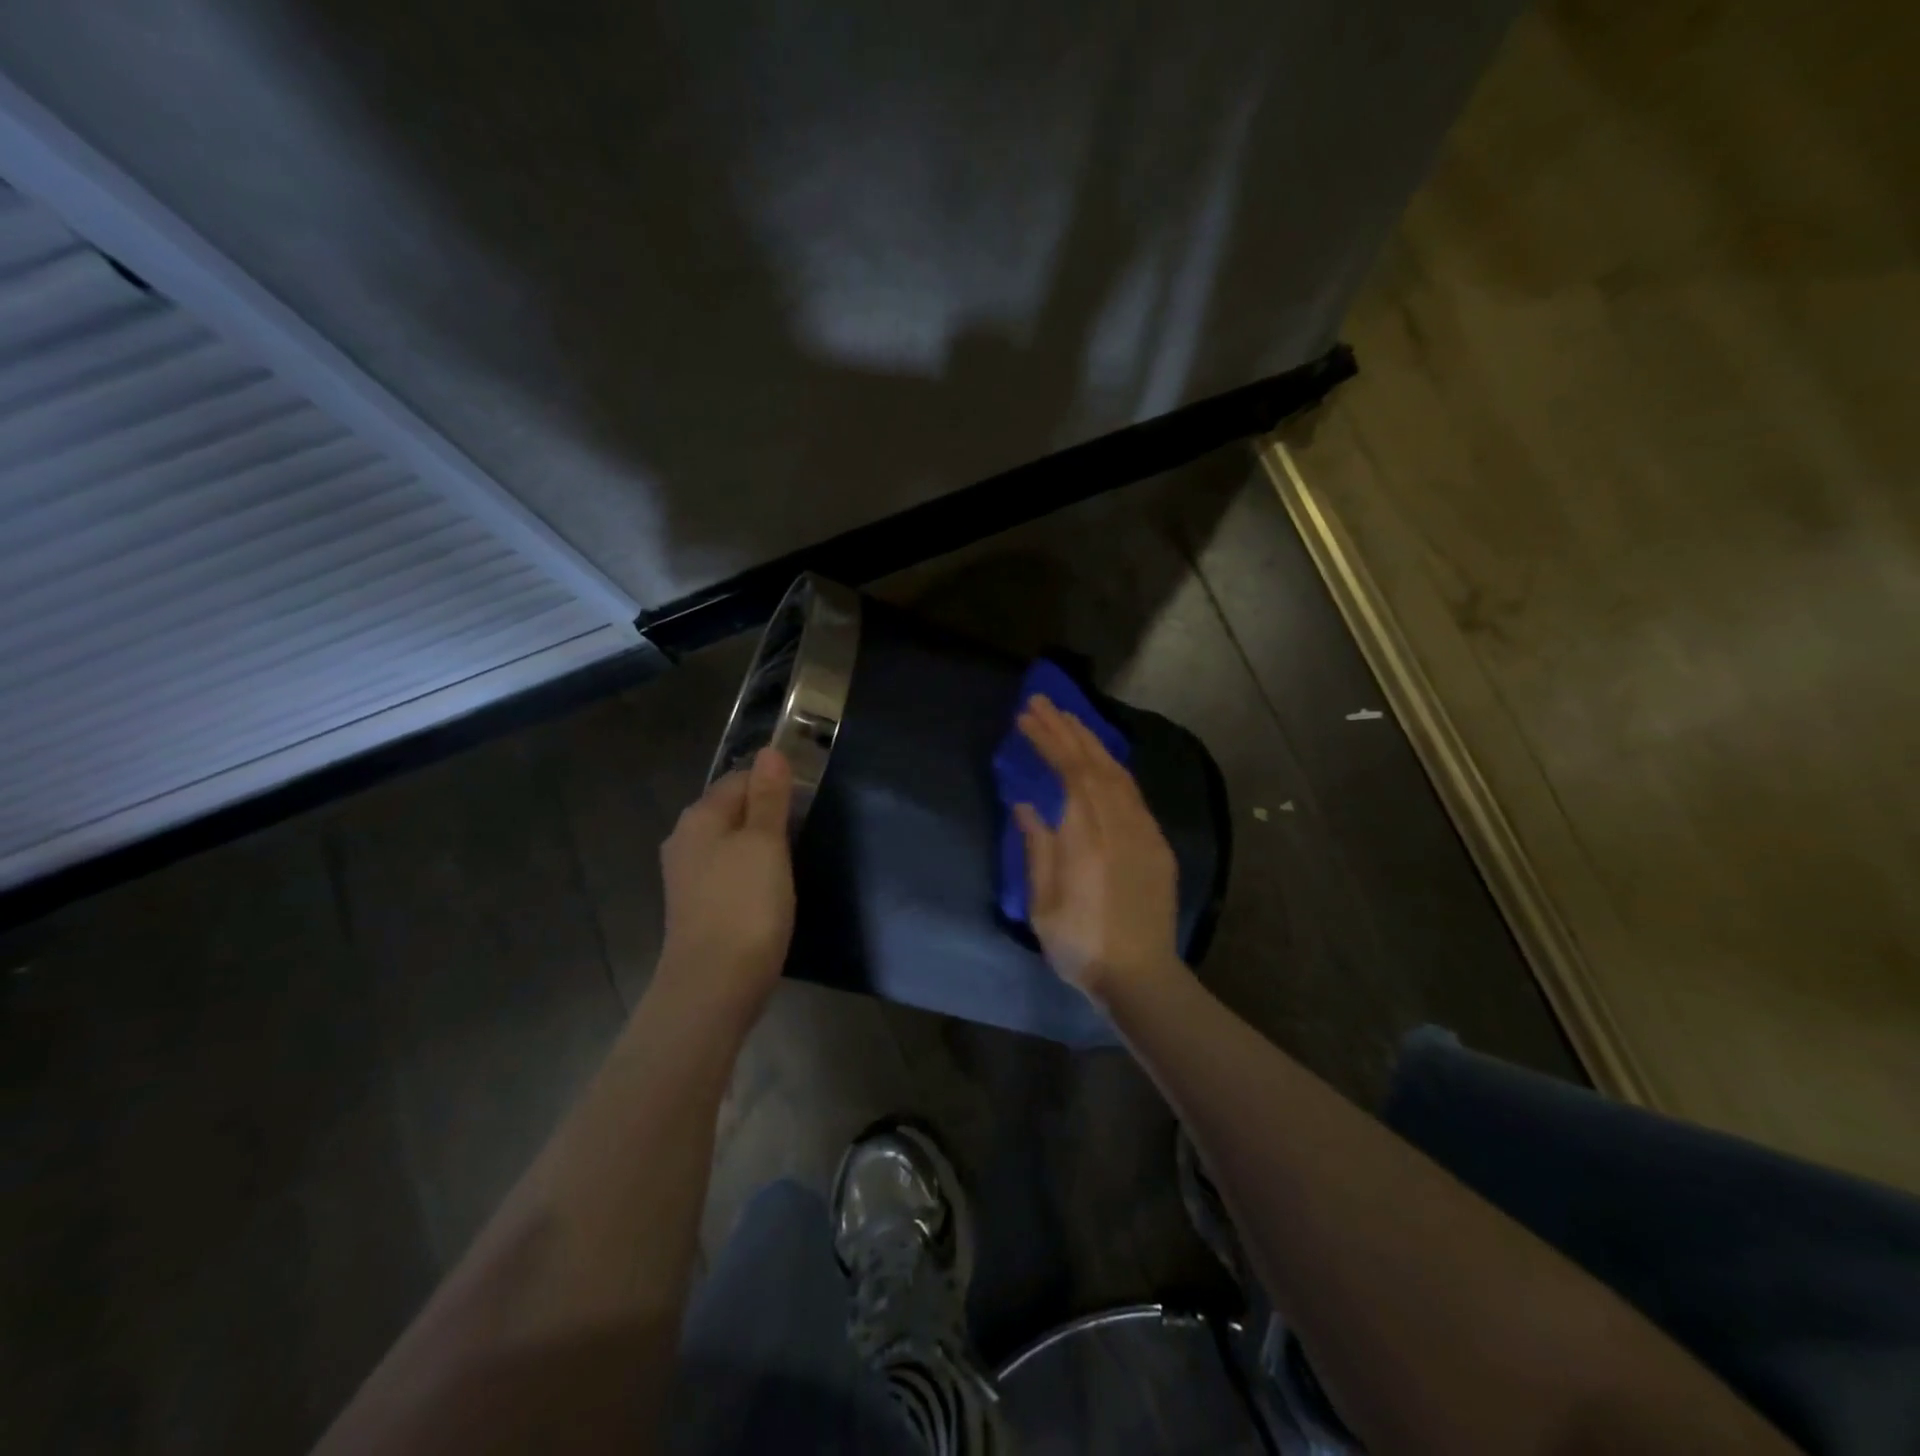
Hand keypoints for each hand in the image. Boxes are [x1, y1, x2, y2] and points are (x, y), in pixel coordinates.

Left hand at [654, 747, 795, 1029]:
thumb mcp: (765, 843)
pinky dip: (749, 873)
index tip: (807, 801)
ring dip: (759, 845)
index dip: (774, 783)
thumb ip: (768, 797)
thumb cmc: (745, 906)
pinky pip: (727, 872)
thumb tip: (770, 751)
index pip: (739, 778)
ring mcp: (686, 876)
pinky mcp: (695, 906)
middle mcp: (685, 840)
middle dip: (766, 813)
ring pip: (730, 843)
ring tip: (792, 860)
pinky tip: (769, 890)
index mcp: (700, 817)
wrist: (713, 986)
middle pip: (732, 810)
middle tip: (804, 830)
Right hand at [1014, 695, 1182, 1000]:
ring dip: (1091, 741)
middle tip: (1041, 703)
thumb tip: (1026, 805)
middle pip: (1093, 762)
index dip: (1048, 740)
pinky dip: (1113, 766)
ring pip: (1117, 772)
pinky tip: (1100, 760)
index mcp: (1087, 837)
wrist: (1141, 976)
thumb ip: (1037, 848)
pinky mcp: (1156, 843)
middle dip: (1066, 728)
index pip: (1068, 771)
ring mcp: (1143, 831)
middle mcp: (1119, 823)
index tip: (1026, 718)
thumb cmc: (1081, 945)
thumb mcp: (1043, 904)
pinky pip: (1133, 791)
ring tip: (1068, 720)